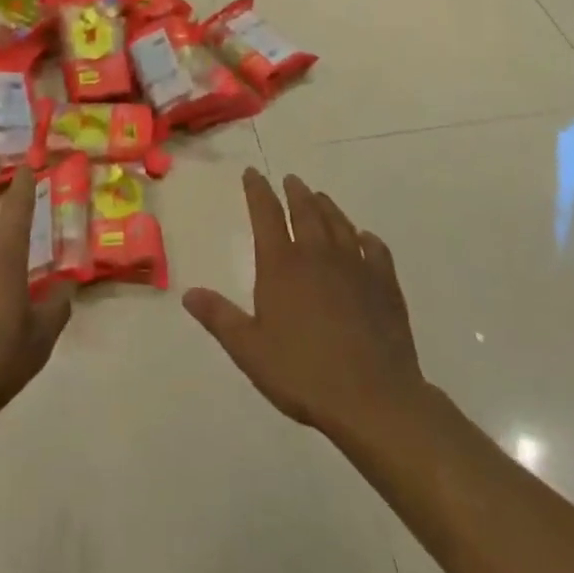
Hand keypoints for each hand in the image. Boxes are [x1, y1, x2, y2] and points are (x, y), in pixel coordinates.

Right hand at [185, 170, 428, 444]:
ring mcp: (356, 267)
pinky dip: (367, 239)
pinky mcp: (385, 286)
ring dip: (327, 207)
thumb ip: (219, 317)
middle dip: (295, 193)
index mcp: (281, 265)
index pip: (266, 214)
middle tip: (290, 180)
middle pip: (306, 211)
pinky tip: (365, 238)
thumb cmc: (303, 373)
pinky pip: (376, 251)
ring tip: (320, 197)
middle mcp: (318, 255)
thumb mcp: (249, 349)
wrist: (373, 399)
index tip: (252, 173)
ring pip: (339, 224)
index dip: (257, 191)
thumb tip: (188, 293)